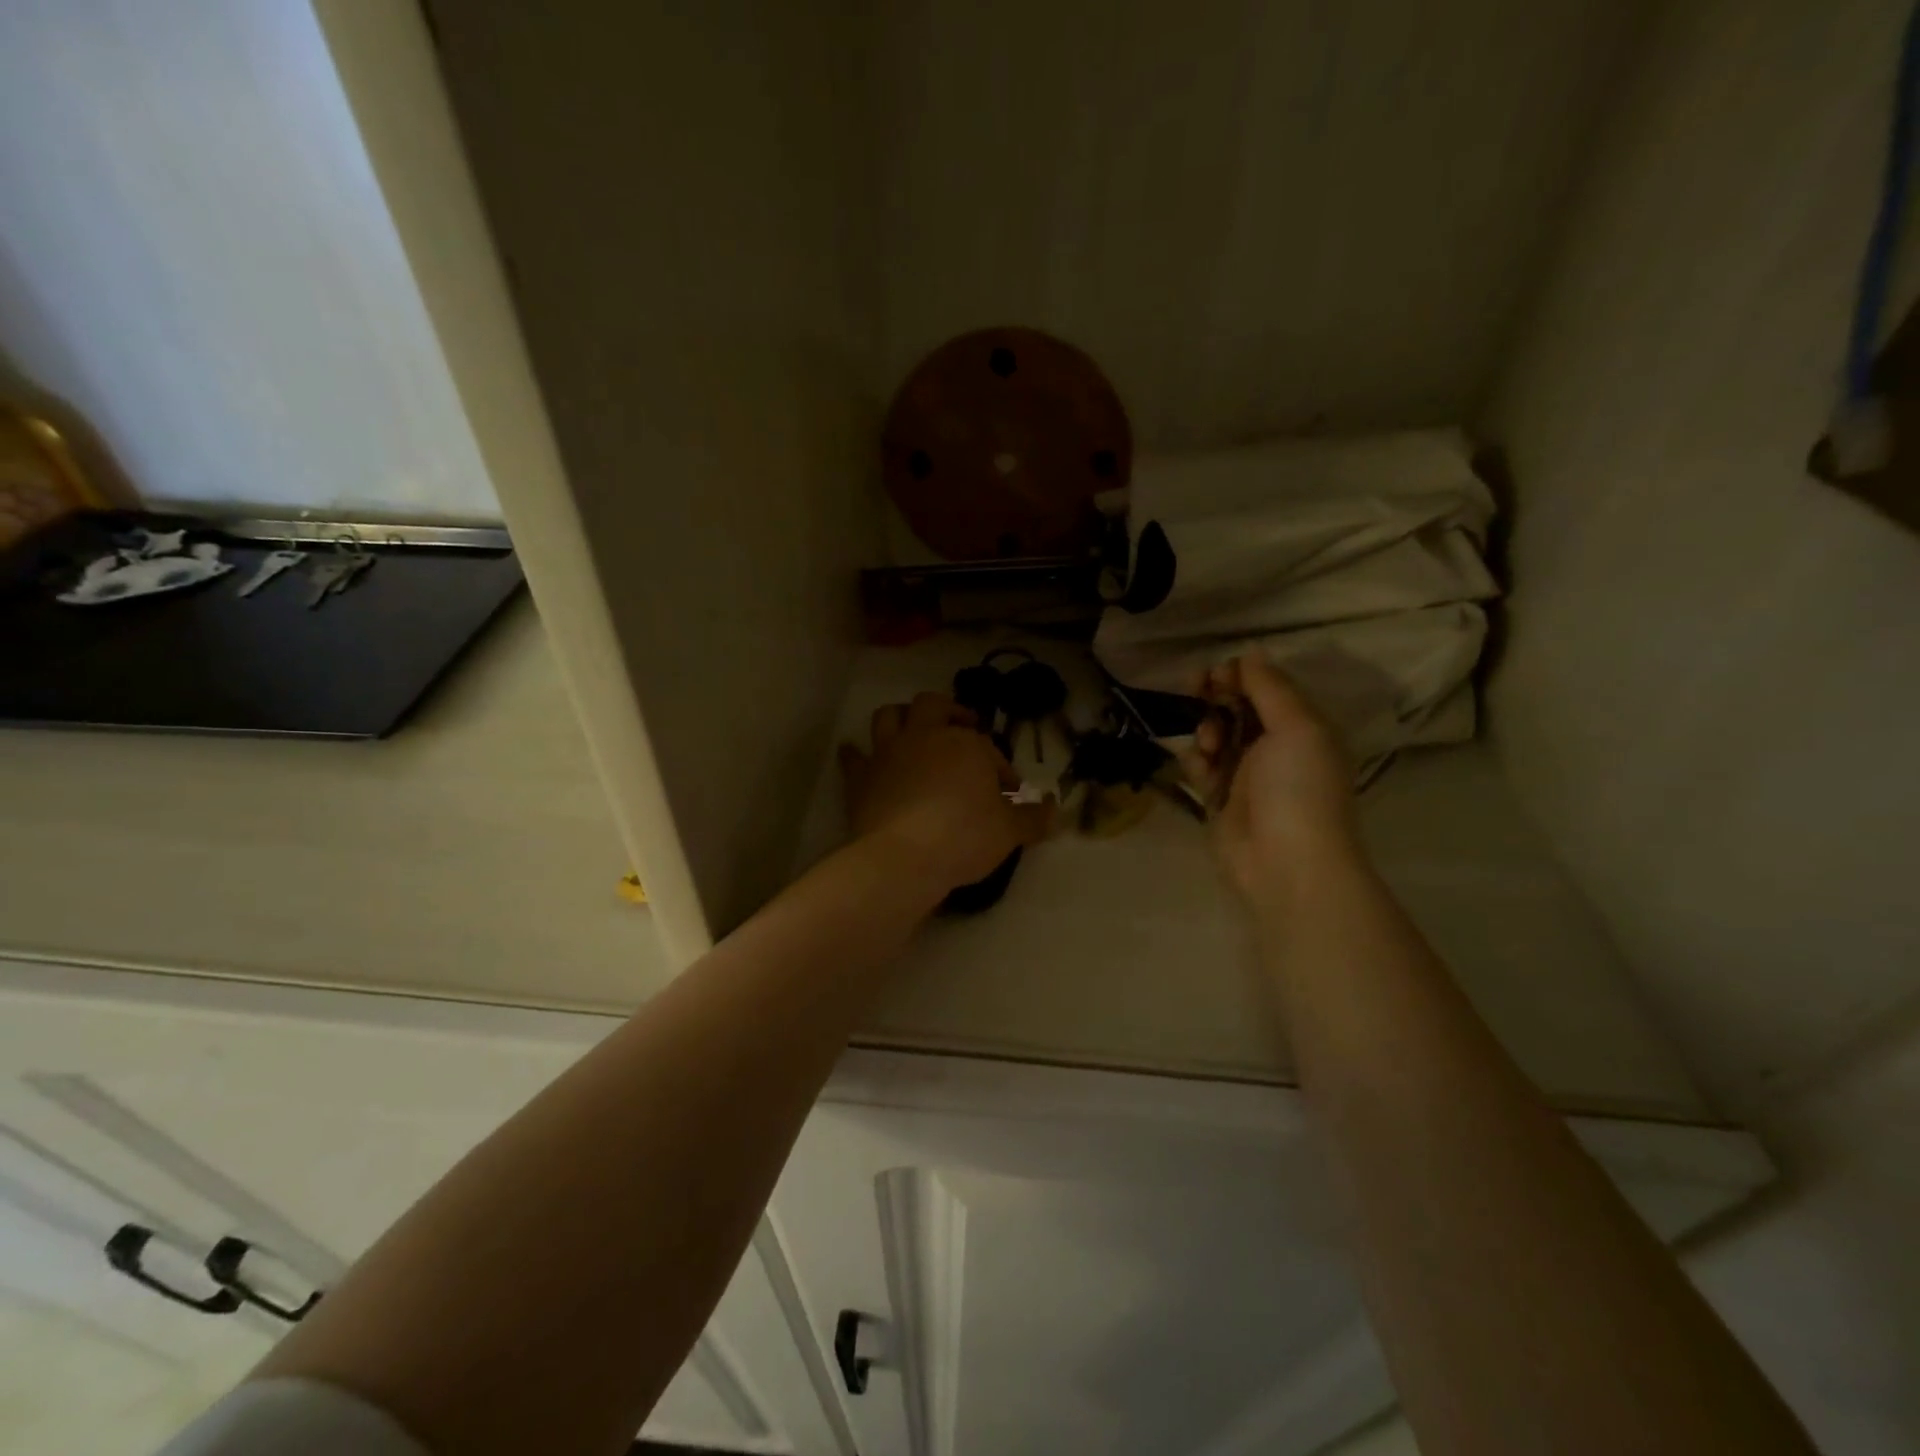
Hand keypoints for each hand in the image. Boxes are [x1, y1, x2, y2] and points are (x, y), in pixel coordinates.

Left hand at [839, 692, 1052, 895]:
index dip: (1000, 767)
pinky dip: (855, 754)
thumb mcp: (1009, 831)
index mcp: (965, 744)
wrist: (904, 856)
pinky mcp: (861, 777)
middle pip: (934, 706)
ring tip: (912, 729)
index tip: (1008, 791)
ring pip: (890, 716)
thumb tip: (1055, 811)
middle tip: (962, 726)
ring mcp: (888, 753)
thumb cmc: (964, 836)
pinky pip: (853, 757)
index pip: (988, 748)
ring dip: (901, 717)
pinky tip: (855, 754)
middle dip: (949, 712)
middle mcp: (925, 737)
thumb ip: (1033, 818)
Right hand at [1181, 654, 1360, 899]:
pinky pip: (1201, 766)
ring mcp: (1246, 775)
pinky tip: (1199, 765)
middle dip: (1215, 696)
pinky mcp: (1219, 799)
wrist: (1285, 863)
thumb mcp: (1296, 726)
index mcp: (1302, 727)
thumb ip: (1270, 687)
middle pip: (1236, 707)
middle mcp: (1275, 747)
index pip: (1266, 687)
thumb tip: (1251, 653)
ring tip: (1210, 746)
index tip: (1216, 674)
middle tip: (1196, 689)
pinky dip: (1196, 759)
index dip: (1239, 675)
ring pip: (1215, 734)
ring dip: (1206, 728)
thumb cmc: (1299, 788)